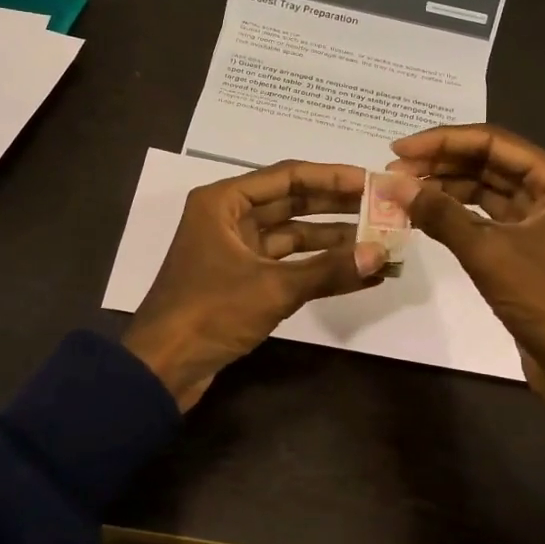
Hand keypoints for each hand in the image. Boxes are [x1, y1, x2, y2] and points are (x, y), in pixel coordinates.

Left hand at [122, 160, 388, 409]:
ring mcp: (235, 249)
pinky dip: (316, 267)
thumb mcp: (273, 288)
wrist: (162, 367)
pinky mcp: (241, 279)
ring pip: (291, 235)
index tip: (373, 182)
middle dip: (337, 207)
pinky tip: (355, 272)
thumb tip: (382, 256)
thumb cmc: (210, 313)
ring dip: (331, 240)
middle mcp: (229, 217)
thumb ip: (329, 270)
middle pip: (291, 202)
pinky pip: (286, 263)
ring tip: (378, 242)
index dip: (332, 178)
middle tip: (383, 209)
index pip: (288, 176)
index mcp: (224, 202)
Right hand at [388, 124, 544, 450]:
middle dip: (441, 163)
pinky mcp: (528, 244)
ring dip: (446, 187)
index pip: (493, 142)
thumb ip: (439, 213)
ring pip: (486, 188)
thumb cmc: (543, 299)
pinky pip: (487, 215)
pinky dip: (456, 212)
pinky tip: (425, 213)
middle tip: (393, 171)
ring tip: (402, 190)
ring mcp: (542, 218)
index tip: (398, 148)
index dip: (443, 141)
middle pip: (490, 161)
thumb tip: (392, 184)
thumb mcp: (487, 252)